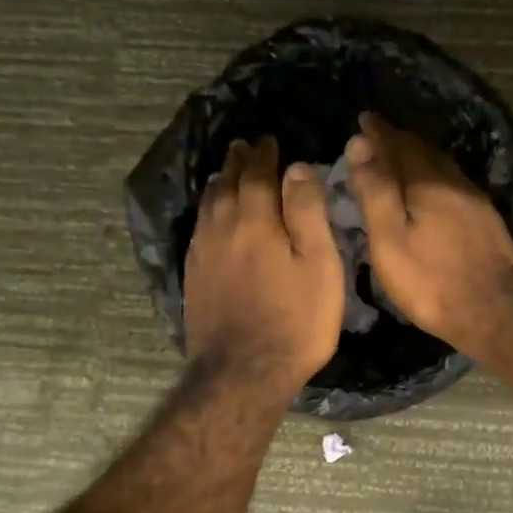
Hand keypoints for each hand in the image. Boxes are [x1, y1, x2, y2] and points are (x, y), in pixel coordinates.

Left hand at [185, 135, 343, 395]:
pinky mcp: (193, 276)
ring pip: (208, 205)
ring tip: (225, 172)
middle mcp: (222, 228)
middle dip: (237, 162)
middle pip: (226, 184)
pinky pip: (199, 228)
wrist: (244, 372)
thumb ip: (307, 213)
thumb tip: (297, 167)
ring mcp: (203, 253)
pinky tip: (211, 217)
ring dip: (219, 182)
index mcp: (256, 220)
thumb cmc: (296, 321)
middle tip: (244, 147)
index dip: (264, 154)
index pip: (257, 174)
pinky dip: (207, 211)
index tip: (269, 140)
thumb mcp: (319, 266)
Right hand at [345, 113, 512, 359]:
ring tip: (401, 155)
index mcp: (427, 183)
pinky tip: (434, 187)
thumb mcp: (390, 241)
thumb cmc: (433, 282)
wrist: (498, 312)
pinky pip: (454, 183)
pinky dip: (436, 175)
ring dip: (419, 156)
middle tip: (378, 134)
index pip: (398, 144)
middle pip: (423, 151)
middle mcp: (454, 182)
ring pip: (442, 166)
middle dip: (398, 139)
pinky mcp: (487, 220)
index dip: (378, 131)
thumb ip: (375, 191)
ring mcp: (476, 201)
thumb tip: (359, 142)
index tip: (363, 118)